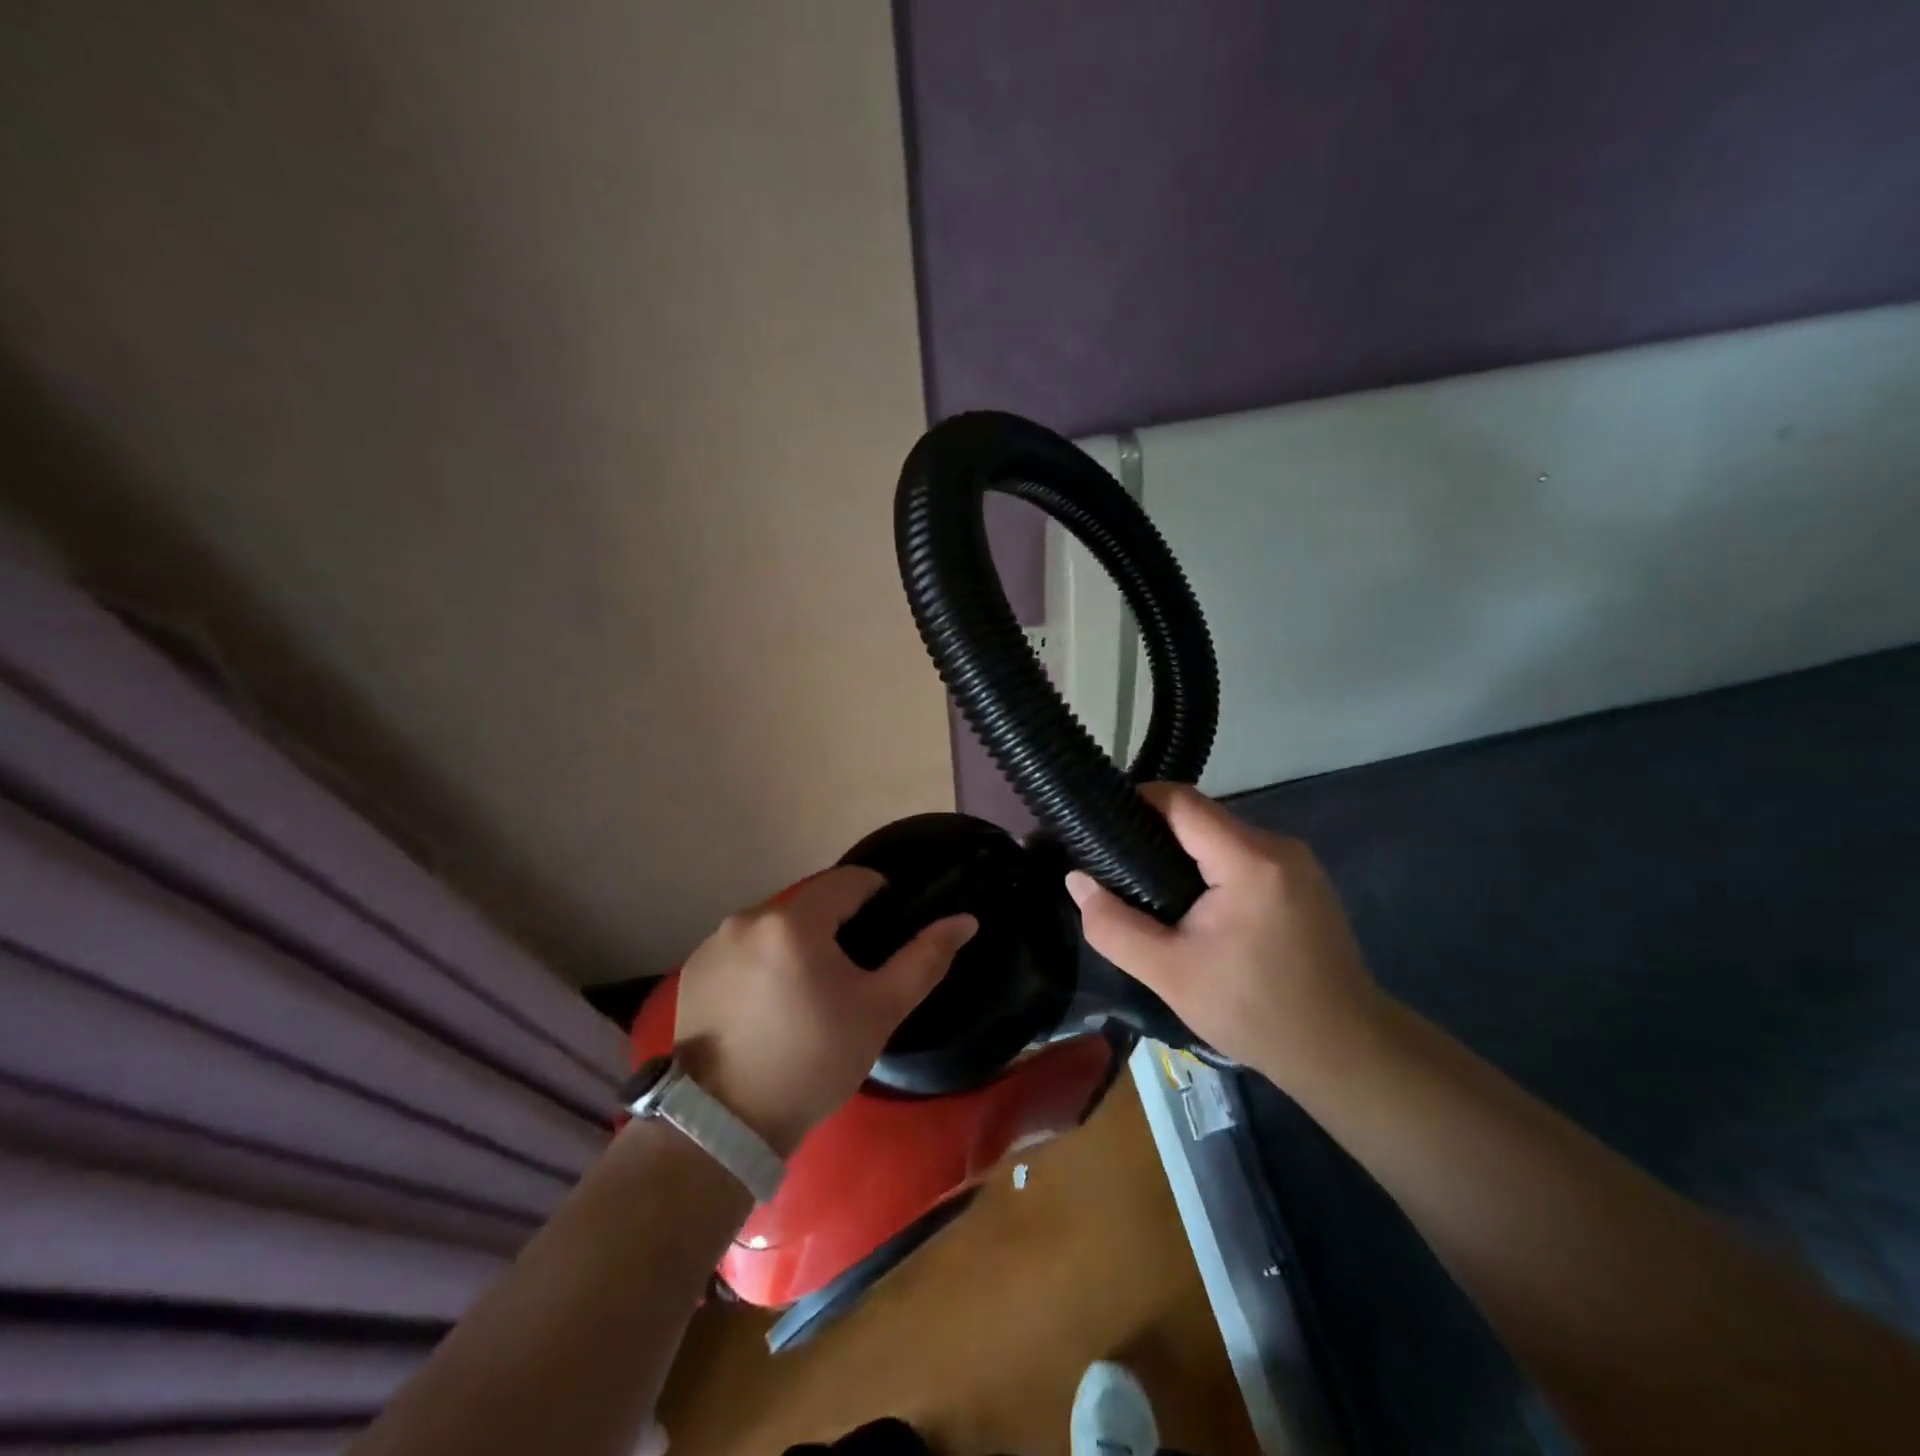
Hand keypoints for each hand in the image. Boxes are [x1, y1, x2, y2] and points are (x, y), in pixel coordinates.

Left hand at [672, 867, 975, 1154]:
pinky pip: (742, 949)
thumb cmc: (813, 1062)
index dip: (877, 894)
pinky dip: (763, 962)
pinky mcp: (693, 970)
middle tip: (852, 972)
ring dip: (797, 944)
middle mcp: (748, 917)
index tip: (889, 926)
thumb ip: (925, 958)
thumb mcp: (879, 1011)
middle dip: (836, 925)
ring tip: (809, 993)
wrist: (724, 1125)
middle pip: (809, 904)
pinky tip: (768, 1006)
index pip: (848, 880)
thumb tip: (965, 920)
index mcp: (794, 920)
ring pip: (774, 927)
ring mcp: (714, 943)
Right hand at [1065, 783, 1380, 1094]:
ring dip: (1182, 852)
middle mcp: (1278, 846)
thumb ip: (1114, 926)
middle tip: (1114, 866)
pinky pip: (1242, 855)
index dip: (1135, 802)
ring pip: (1221, 836)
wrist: (1344, 1053)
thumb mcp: (1170, 974)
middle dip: (1153, 832)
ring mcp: (1296, 862)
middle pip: (1201, 817)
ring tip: (1145, 886)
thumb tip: (1075, 880)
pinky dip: (1210, 867)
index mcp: (1249, 860)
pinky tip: (1191, 903)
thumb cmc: (1255, 1012)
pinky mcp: (1303, 881)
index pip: (1181, 801)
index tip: (1098, 825)